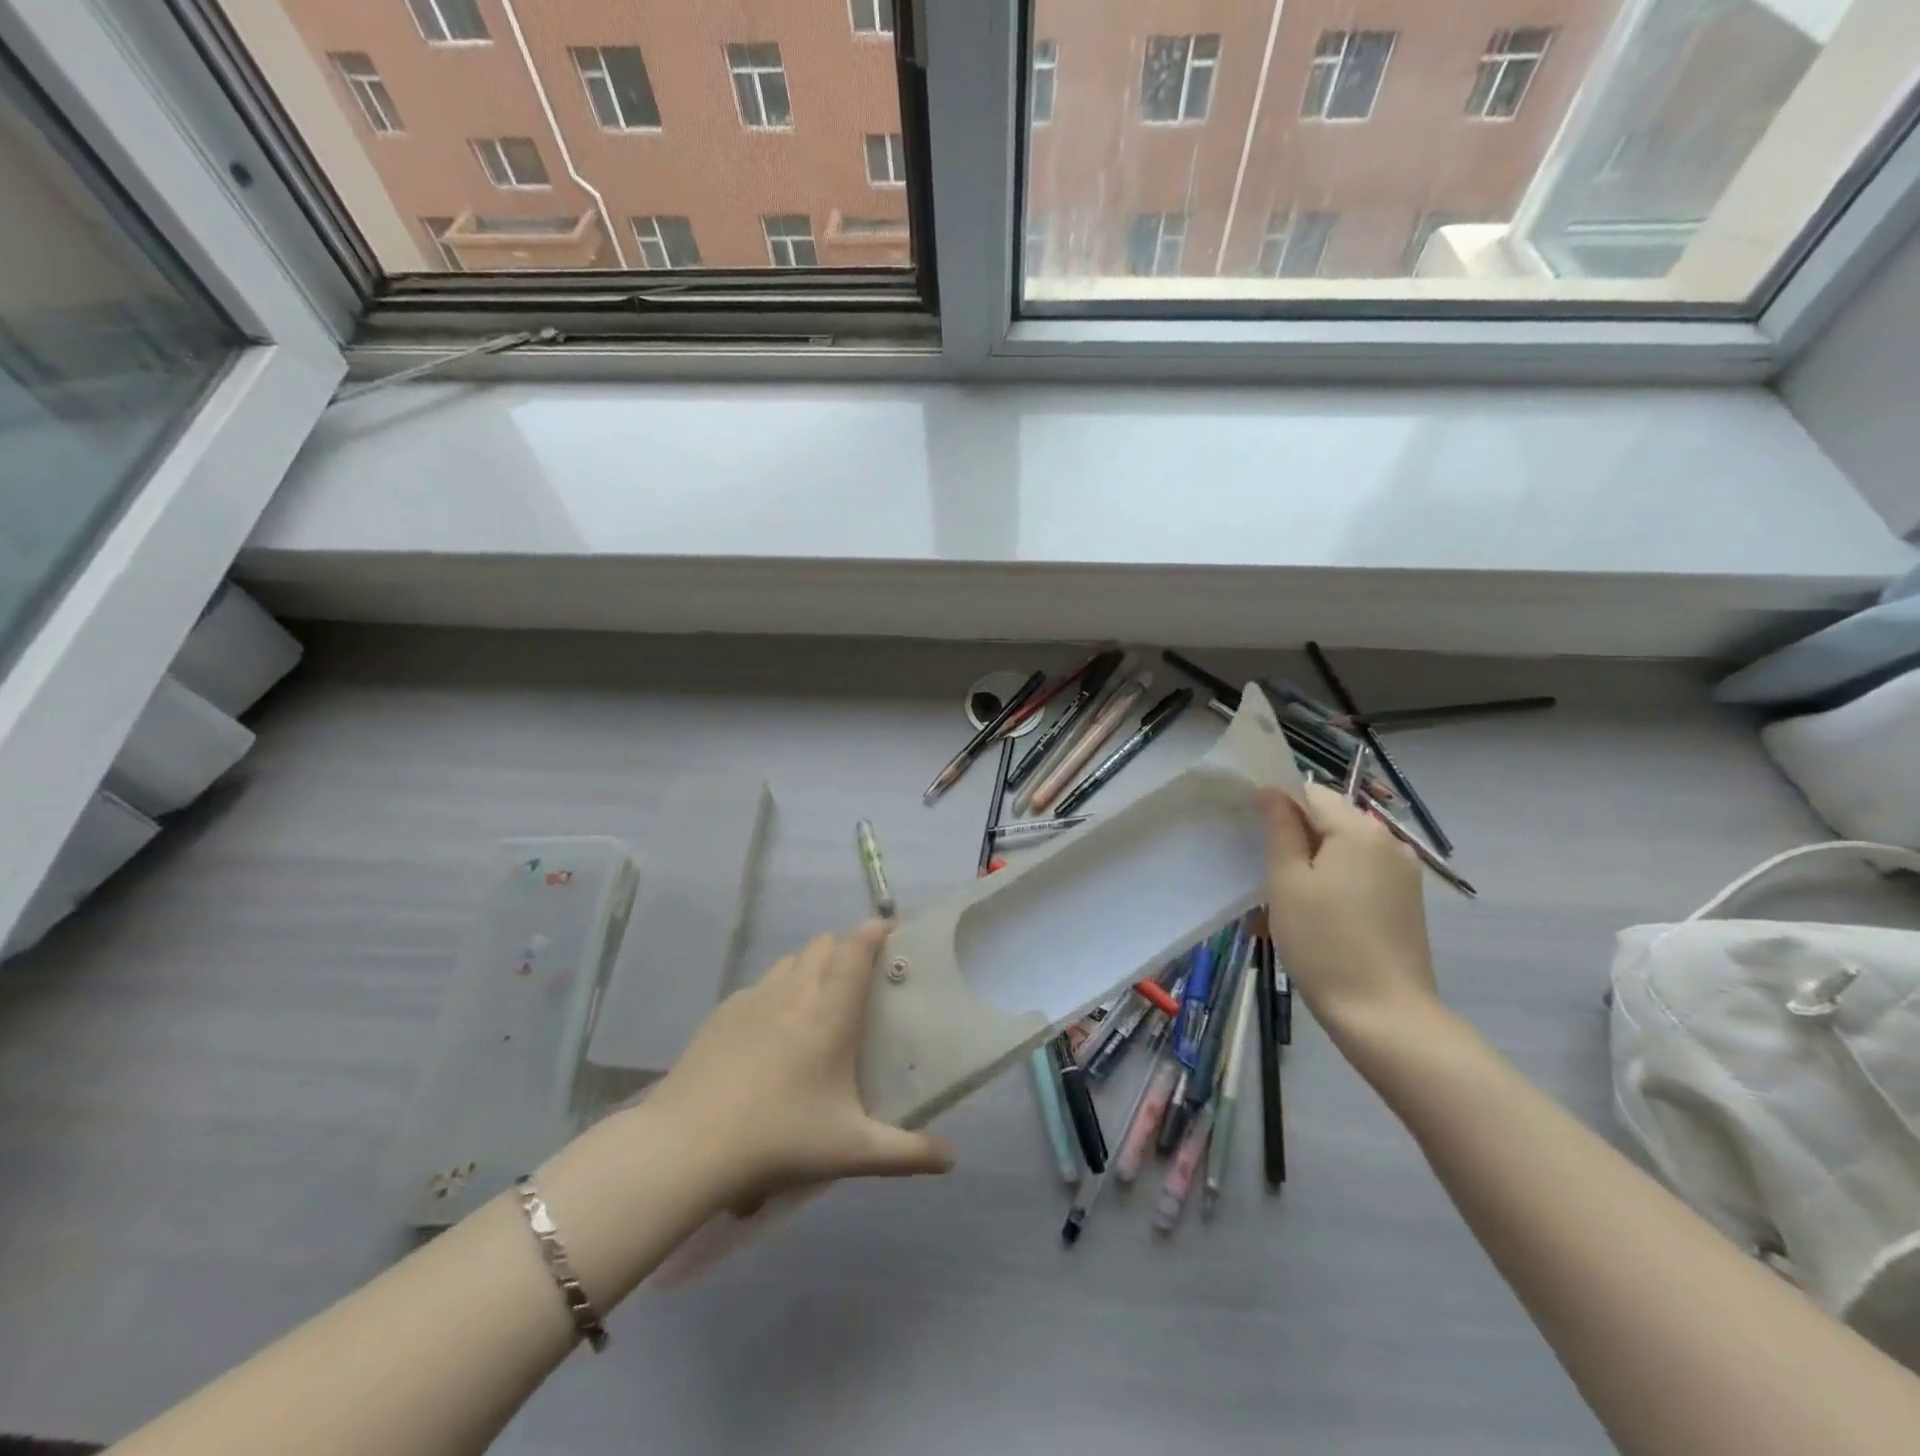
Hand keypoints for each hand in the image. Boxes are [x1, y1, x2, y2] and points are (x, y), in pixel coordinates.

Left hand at [648, 920, 953, 1210]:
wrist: (686, 1145)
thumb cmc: (779, 1138)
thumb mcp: (851, 1151)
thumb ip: (906, 1154)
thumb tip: (951, 1159)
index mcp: (830, 1011)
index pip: (856, 948)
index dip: (875, 930)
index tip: (891, 930)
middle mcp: (794, 991)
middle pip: (824, 945)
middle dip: (846, 950)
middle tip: (861, 981)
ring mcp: (754, 998)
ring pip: (791, 961)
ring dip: (811, 967)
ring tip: (818, 1004)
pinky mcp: (723, 1013)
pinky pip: (761, 986)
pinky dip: (777, 991)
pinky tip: (773, 1032)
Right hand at [1258, 783, 1439, 1035]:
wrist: (1384, 1015)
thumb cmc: (1324, 943)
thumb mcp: (1287, 882)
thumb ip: (1280, 830)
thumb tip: (1272, 792)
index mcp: (1359, 830)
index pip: (1310, 793)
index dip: (1277, 805)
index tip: (1251, 834)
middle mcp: (1388, 842)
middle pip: (1329, 821)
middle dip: (1293, 839)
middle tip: (1262, 875)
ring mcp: (1402, 874)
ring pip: (1342, 851)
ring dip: (1310, 866)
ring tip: (1282, 905)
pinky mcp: (1405, 902)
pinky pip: (1359, 876)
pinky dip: (1331, 885)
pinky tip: (1311, 918)